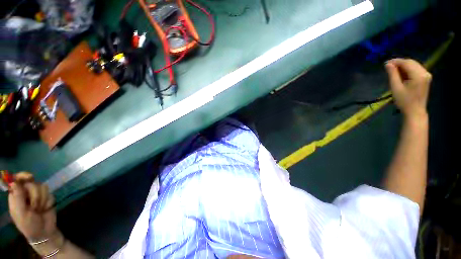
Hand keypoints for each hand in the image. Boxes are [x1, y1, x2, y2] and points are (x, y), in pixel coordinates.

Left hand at [8, 172, 57, 240]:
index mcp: (16, 195)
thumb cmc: (28, 225)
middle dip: (35, 195)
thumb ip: (17, 198)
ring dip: (42, 199)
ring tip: (39, 209)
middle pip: (32, 183)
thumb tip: (14, 182)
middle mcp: (26, 192)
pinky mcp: (47, 197)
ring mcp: (38, 195)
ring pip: (42, 187)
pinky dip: (48, 202)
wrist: (44, 232)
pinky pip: (50, 193)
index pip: (17, 180)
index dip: (22, 176)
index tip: (29, 177)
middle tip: (34, 207)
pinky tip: (46, 208)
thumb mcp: (21, 213)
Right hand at [385, 58, 431, 119]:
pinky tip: (402, 74)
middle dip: (400, 63)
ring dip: (404, 66)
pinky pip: (416, 69)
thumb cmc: (404, 101)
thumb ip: (392, 74)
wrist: (415, 111)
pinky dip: (408, 69)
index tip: (386, 63)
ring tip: (394, 71)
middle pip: (411, 62)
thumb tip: (388, 64)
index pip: (407, 63)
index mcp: (418, 75)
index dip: (396, 61)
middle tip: (388, 67)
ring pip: (414, 65)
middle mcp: (425, 72)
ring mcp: (427, 75)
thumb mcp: (396, 88)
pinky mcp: (426, 78)